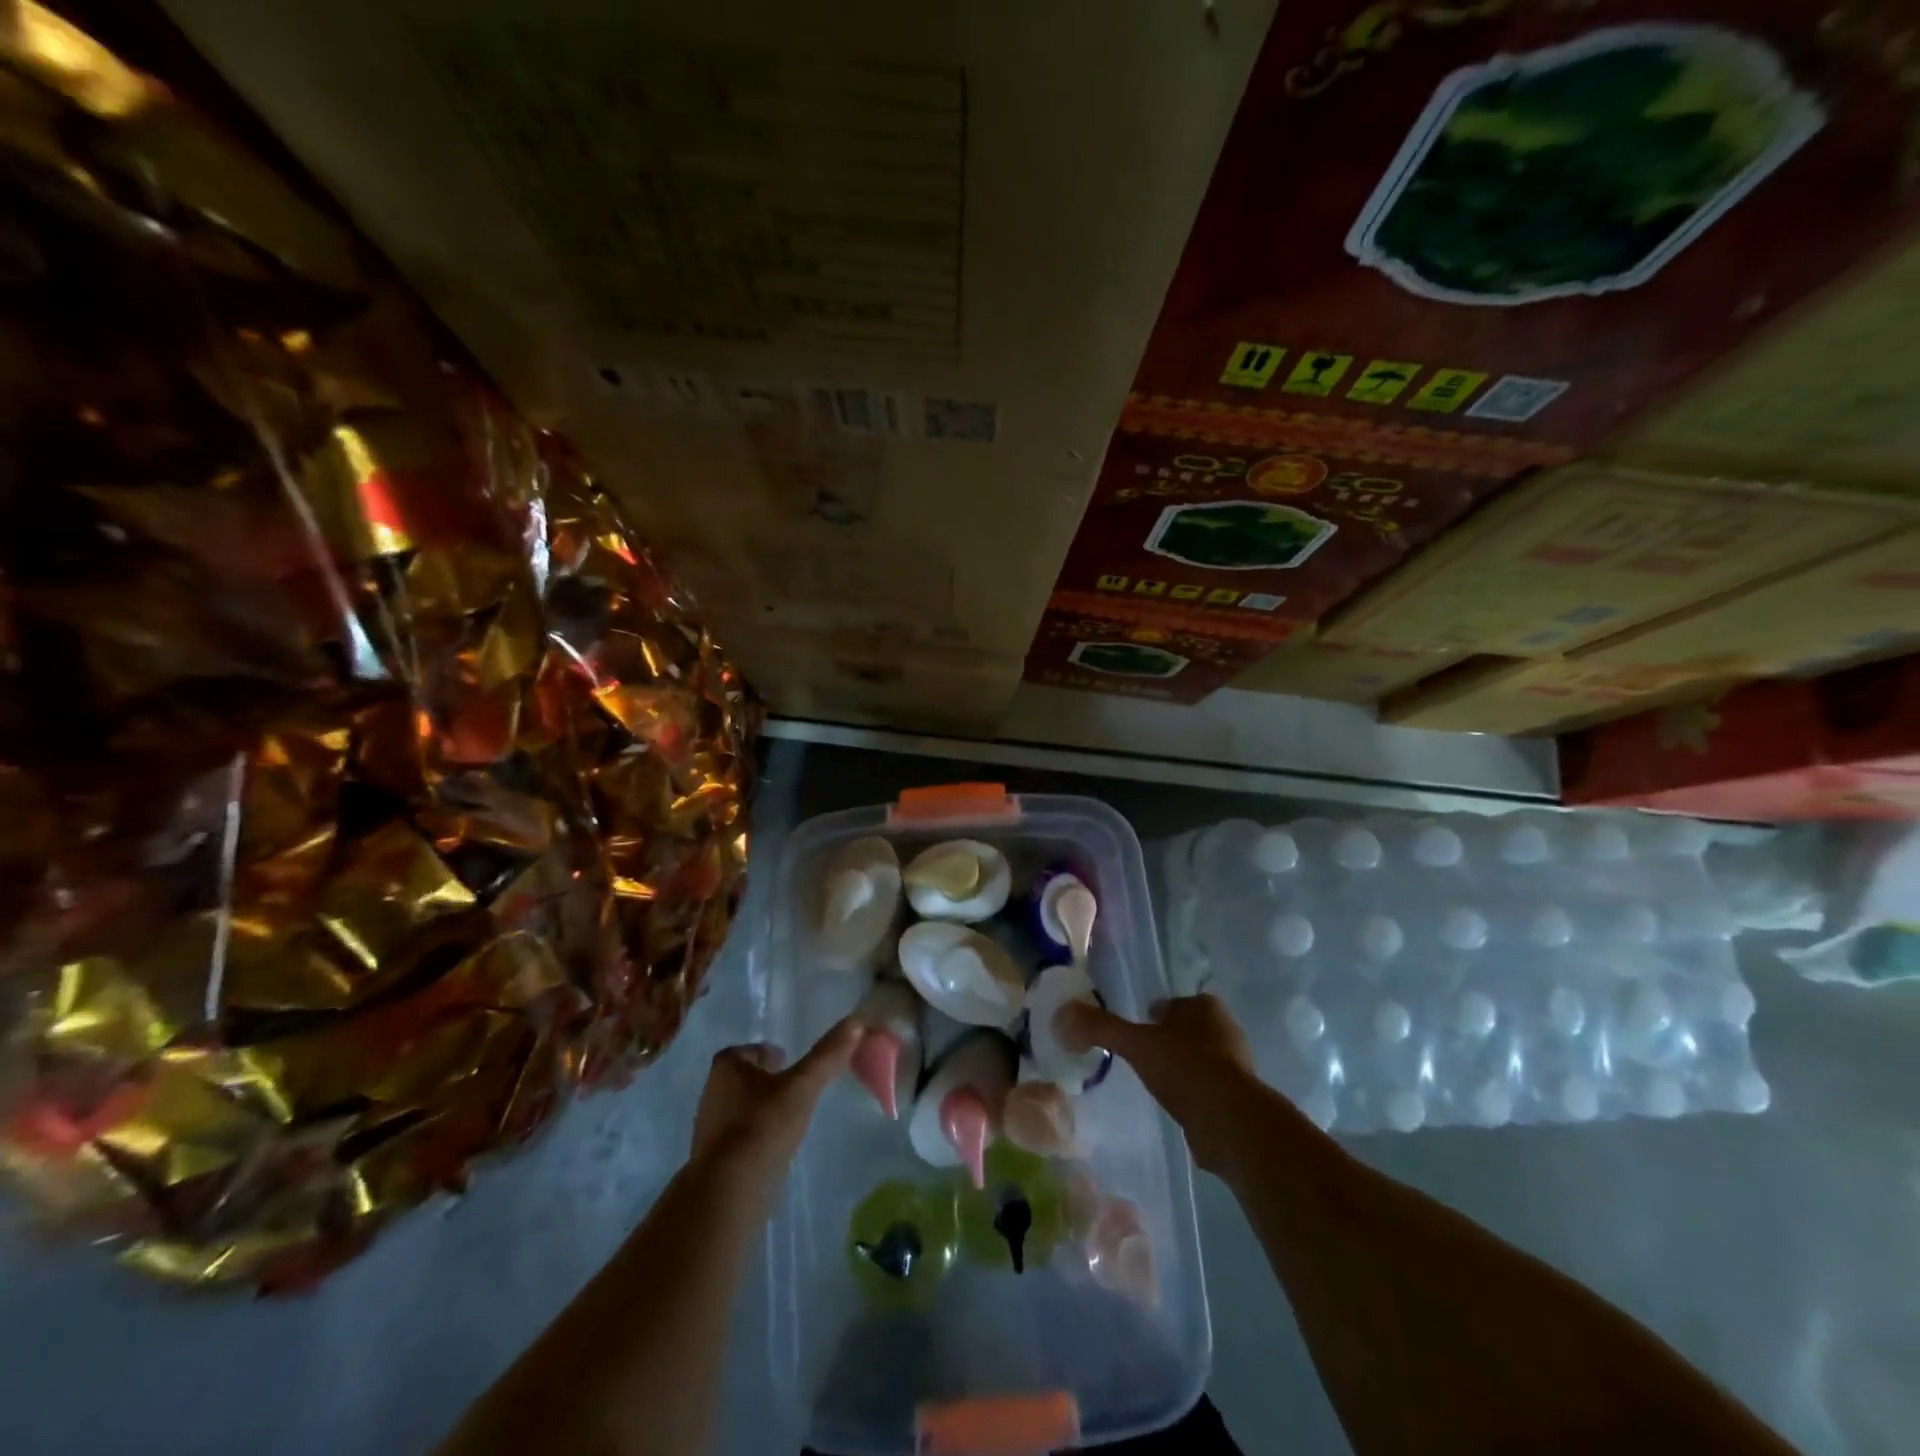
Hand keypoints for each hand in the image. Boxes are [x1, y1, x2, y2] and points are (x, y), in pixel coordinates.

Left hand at [691, 1018, 862, 1187]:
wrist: (728, 1192)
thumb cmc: (763, 1126)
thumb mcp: (803, 1086)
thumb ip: (828, 1055)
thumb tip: (857, 1021)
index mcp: (726, 1066)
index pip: (754, 1050)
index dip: (773, 1055)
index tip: (793, 1066)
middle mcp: (712, 1090)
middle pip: (747, 1078)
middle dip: (769, 1082)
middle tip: (797, 1091)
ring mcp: (709, 1127)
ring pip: (743, 1107)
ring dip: (763, 1110)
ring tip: (790, 1120)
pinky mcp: (713, 1158)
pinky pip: (740, 1137)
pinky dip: (757, 1137)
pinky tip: (775, 1148)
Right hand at [1057, 994, 1271, 1176]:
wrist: (1231, 1124)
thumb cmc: (1186, 1068)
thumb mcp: (1136, 1043)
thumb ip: (1101, 1027)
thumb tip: (1063, 1013)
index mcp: (1206, 1007)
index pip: (1174, 1003)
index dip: (1154, 1013)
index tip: (1135, 1029)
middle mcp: (1225, 1030)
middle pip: (1187, 1029)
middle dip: (1166, 1039)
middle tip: (1139, 1055)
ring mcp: (1236, 1066)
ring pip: (1198, 1058)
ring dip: (1179, 1067)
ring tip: (1152, 1081)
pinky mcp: (1238, 1099)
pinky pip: (1206, 1088)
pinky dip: (1189, 1093)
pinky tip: (1172, 1104)